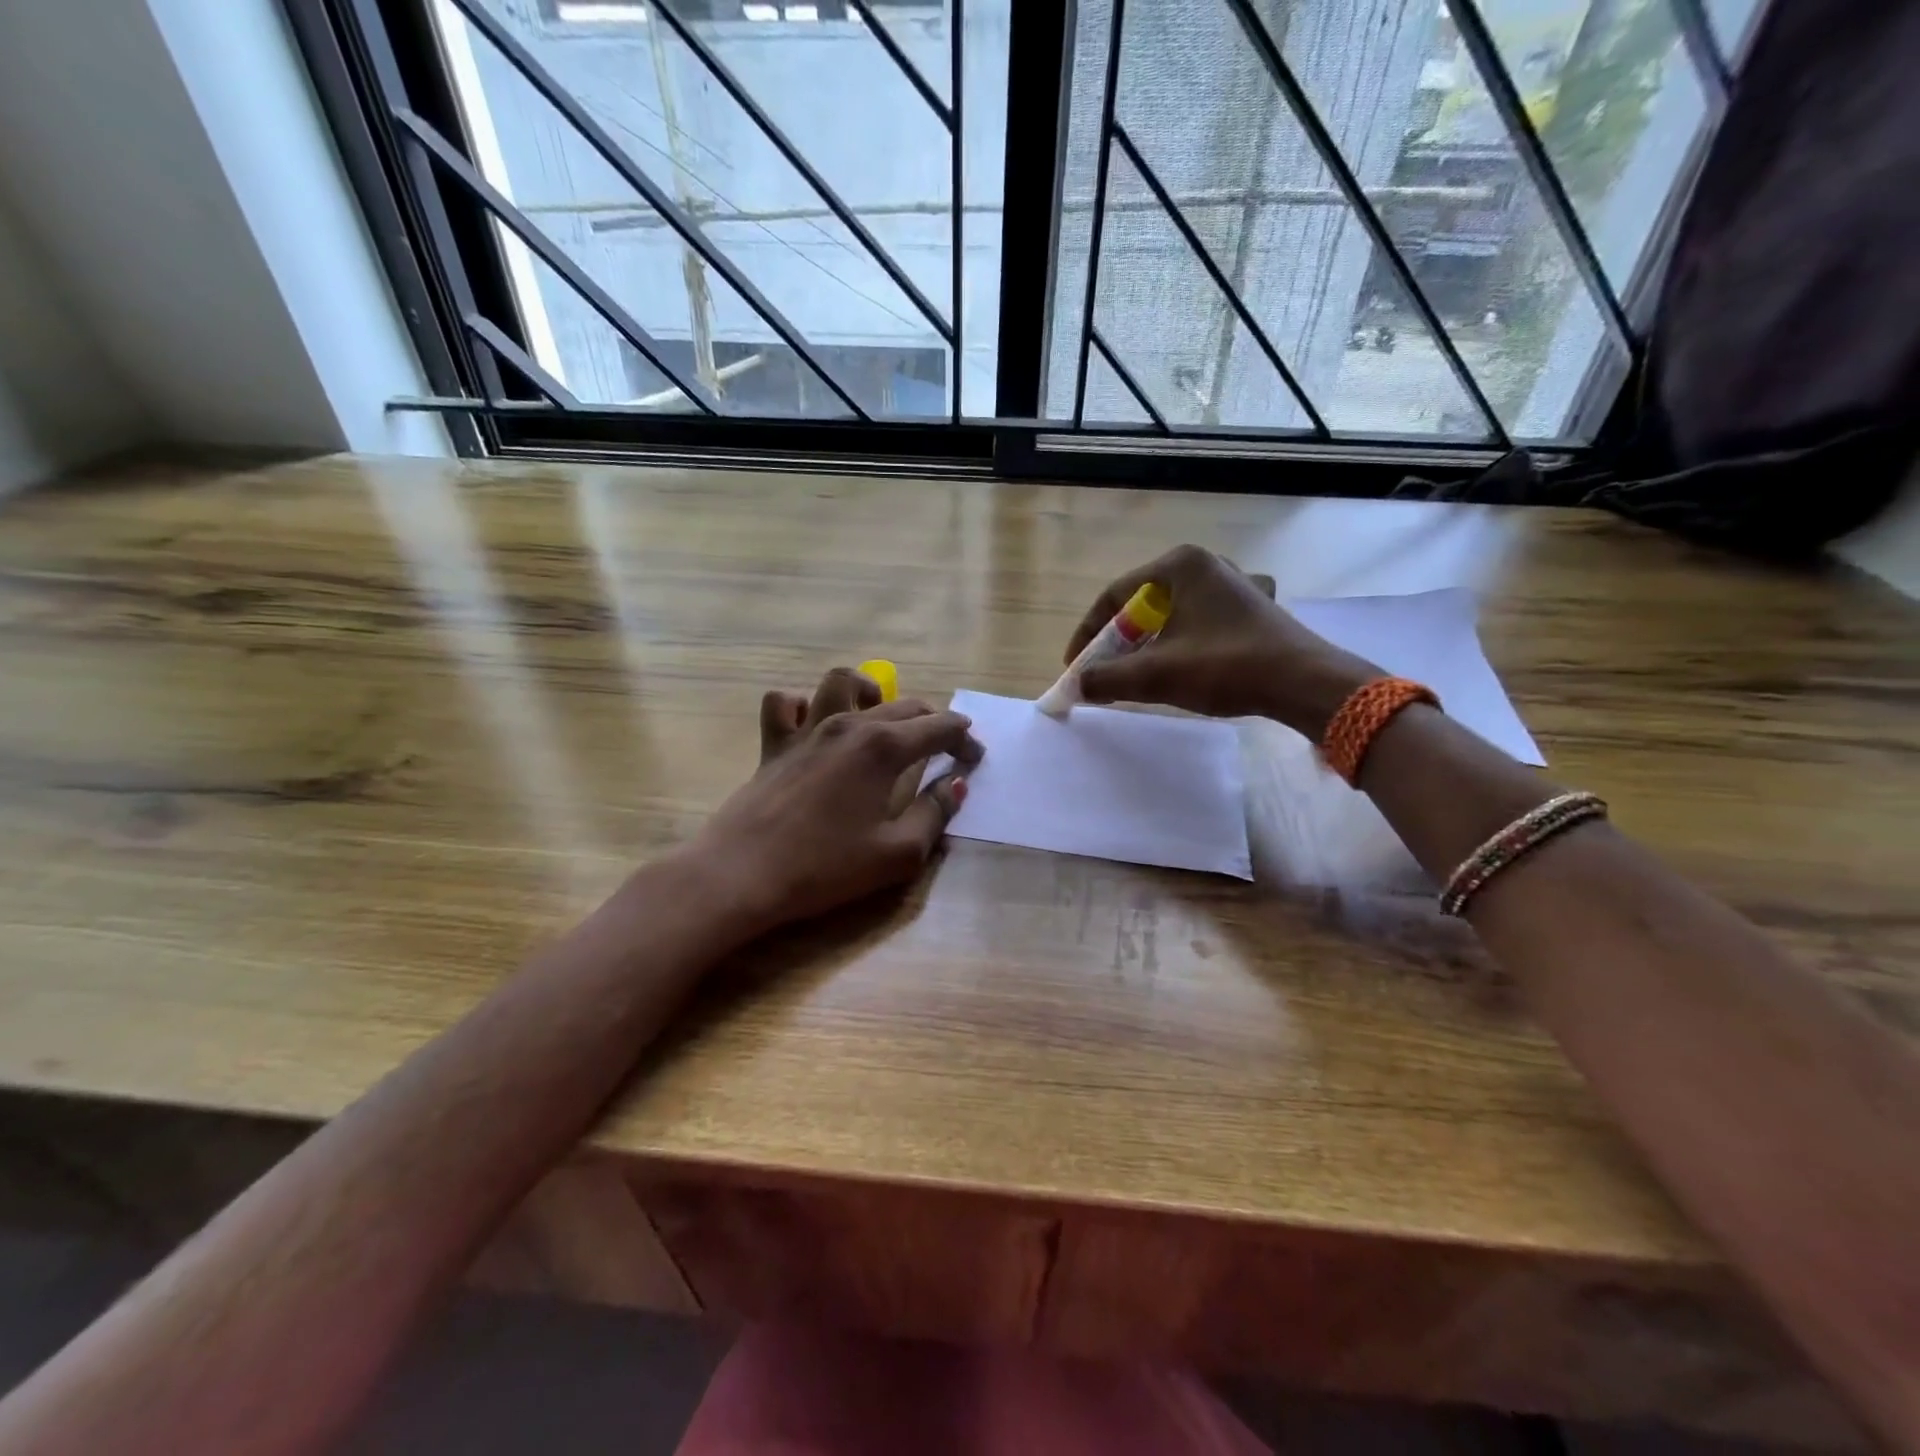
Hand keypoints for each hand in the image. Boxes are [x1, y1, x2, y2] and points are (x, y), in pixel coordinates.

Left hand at [686, 667, 984, 936]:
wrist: (743, 875)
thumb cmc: (826, 868)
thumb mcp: (897, 853)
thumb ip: (934, 814)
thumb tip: (955, 784)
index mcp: (884, 747)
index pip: (940, 727)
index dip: (965, 740)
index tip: (975, 761)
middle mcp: (849, 725)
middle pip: (904, 704)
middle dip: (933, 721)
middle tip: (946, 750)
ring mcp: (807, 729)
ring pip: (842, 683)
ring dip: (869, 691)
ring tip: (880, 717)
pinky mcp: (774, 744)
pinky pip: (785, 704)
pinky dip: (803, 706)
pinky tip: (814, 727)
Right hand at [1066, 545, 1379, 735]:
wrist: (1304, 683)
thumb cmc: (1226, 667)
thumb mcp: (1156, 675)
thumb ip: (1108, 678)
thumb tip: (1077, 686)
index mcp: (1180, 565)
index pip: (1115, 596)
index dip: (1088, 634)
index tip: (1075, 667)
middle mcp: (1205, 564)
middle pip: (1142, 604)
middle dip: (1117, 641)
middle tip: (1102, 673)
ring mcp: (1232, 584)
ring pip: (1170, 615)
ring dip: (1145, 646)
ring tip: (1134, 675)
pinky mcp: (1249, 608)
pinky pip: (1196, 623)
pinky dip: (1176, 644)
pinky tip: (1177, 668)